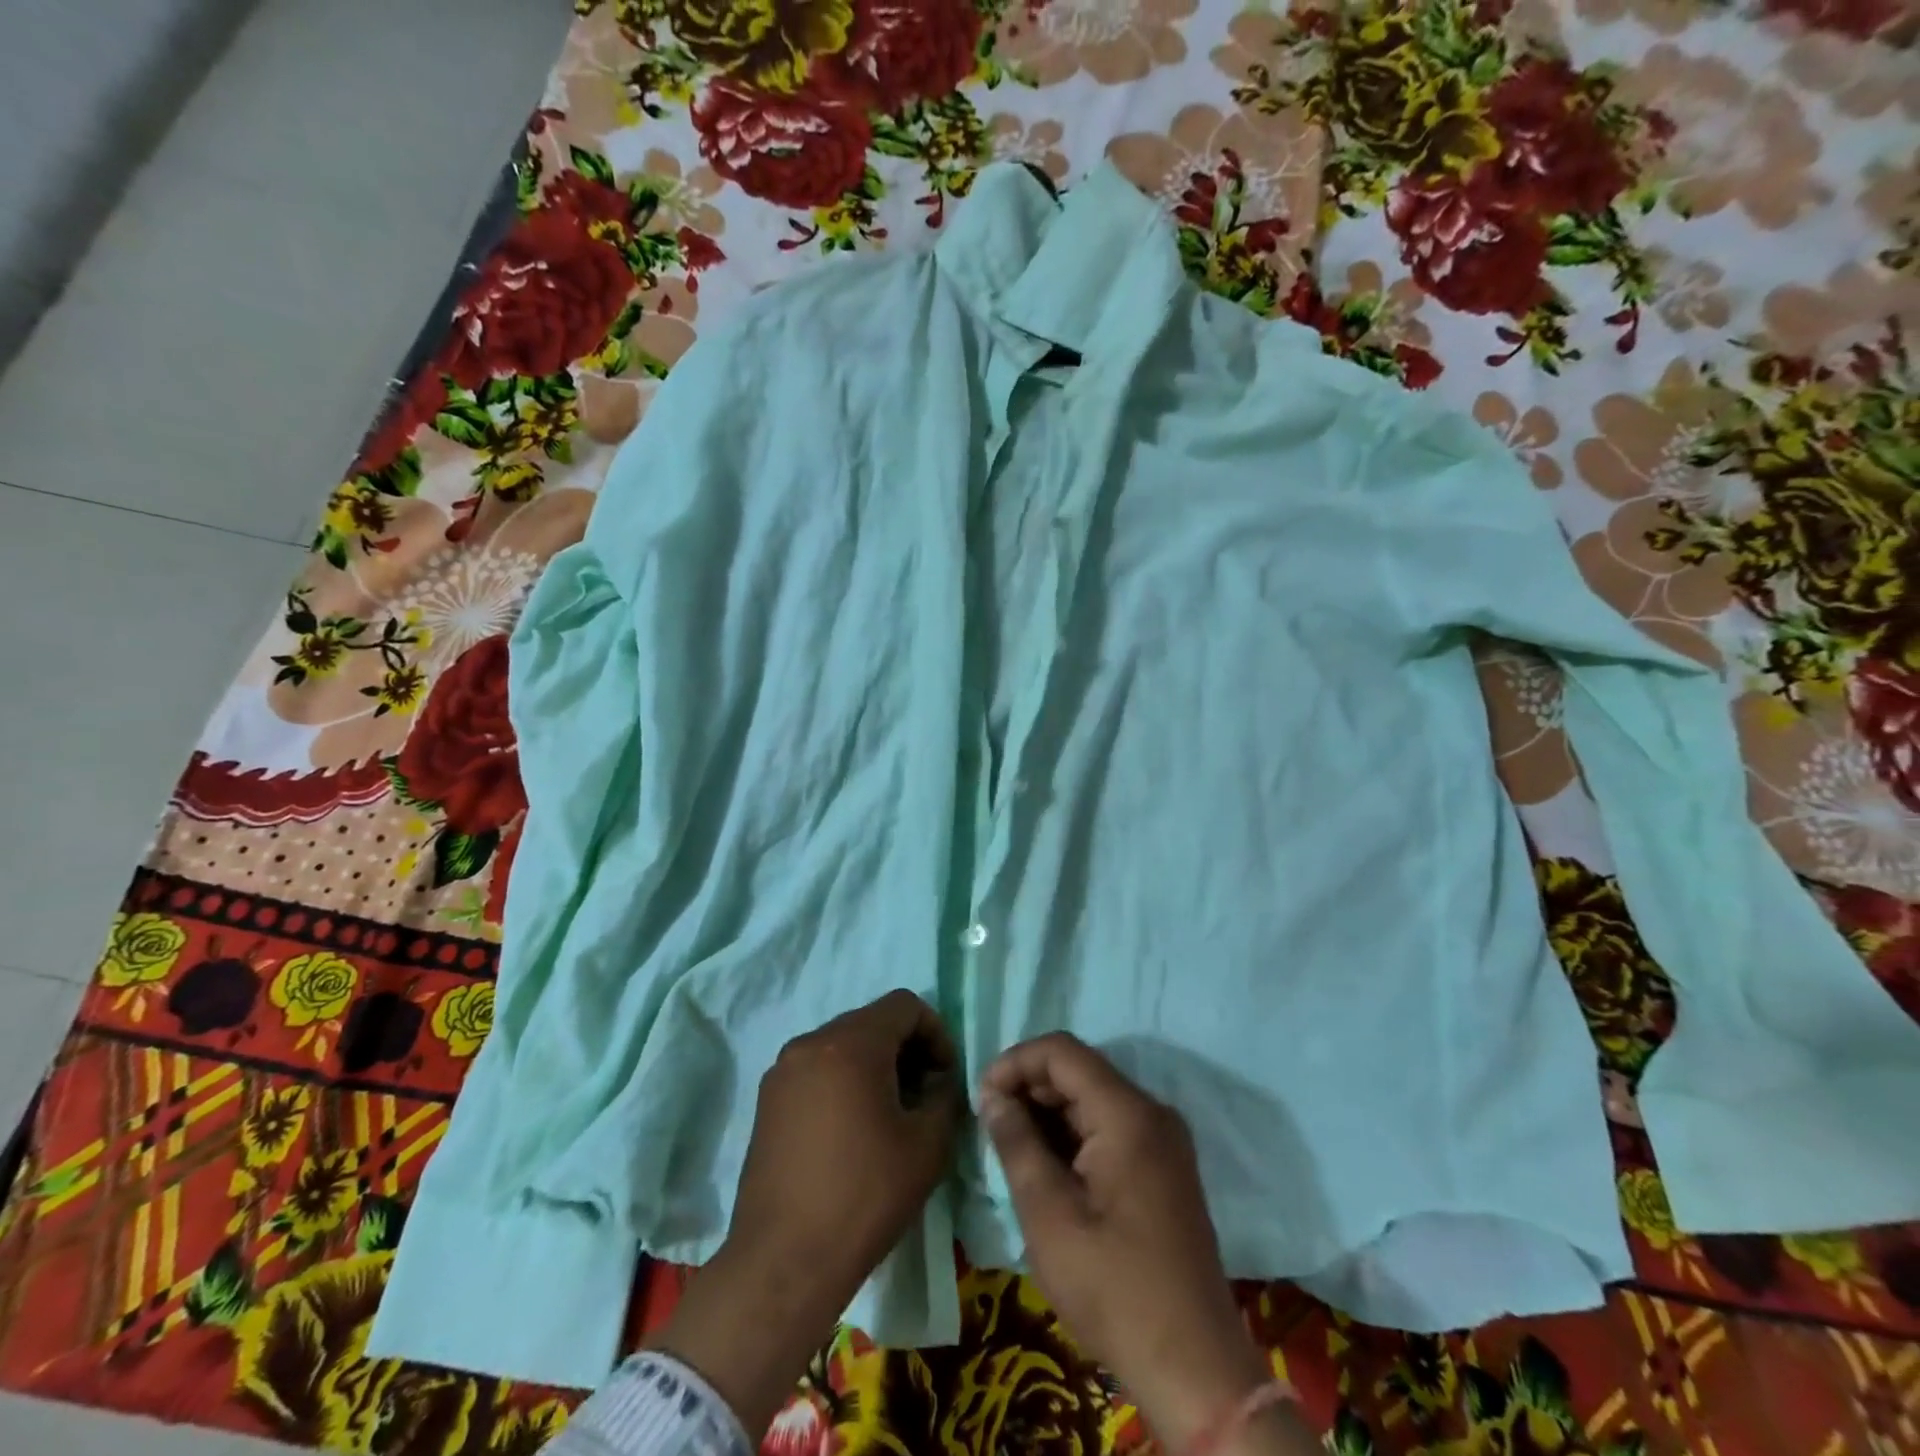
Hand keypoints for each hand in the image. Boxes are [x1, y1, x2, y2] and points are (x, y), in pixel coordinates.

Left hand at [652, 991, 959, 1436]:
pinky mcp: (767, 1101)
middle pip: (871, 1021)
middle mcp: (810, 1043)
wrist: (783, 1263)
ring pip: (842, 1045)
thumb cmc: (864, 1196)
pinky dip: (842, 1081)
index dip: (935, 1032)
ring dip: (874, 1065)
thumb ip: (944, 1096)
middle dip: (905, 1048)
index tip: (944, 1076)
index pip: (904, 1005)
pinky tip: (852, 1130)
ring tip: (889, 1114)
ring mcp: (782, 1071)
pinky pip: (816, 1070)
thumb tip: (938, 1081)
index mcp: (851, 1043)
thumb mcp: (927, 1145)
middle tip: (922, 1095)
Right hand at [980, 1034, 1305, 1453]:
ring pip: (1094, 1098)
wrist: (1194, 1367)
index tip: (981, 1096)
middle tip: (990, 1124)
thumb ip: (1017, 1144)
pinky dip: (1073, 1134)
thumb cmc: (1114, 1288)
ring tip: (1010, 1146)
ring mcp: (1162, 1140)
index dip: (1016, 1062)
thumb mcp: (1049, 1216)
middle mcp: (1151, 1112)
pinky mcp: (1163, 1166)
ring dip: (1049, 1112)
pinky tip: (1046, 1165)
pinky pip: (1111, 1127)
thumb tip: (992, 1096)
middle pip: (1080, 1070)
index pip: (1062, 1052)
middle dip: (1030, 1086)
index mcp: (1127, 1113)